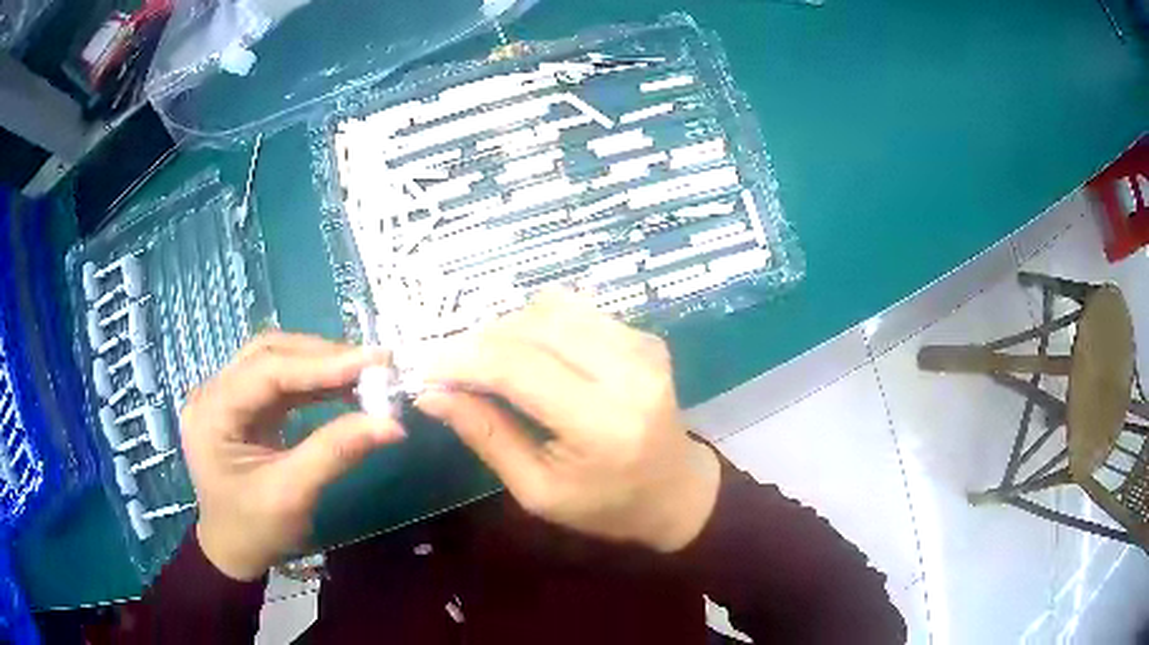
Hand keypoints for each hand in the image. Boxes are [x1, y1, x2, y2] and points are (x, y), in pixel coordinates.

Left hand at [181, 332, 404, 580]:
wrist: (234, 551)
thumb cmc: (255, 530)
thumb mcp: (292, 495)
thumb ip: (336, 453)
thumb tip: (392, 424)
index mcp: (211, 413)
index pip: (266, 371)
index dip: (320, 364)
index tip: (374, 363)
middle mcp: (212, 392)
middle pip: (269, 353)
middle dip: (322, 357)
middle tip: (373, 365)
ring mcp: (226, 396)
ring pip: (275, 360)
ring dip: (320, 363)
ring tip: (364, 372)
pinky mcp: (242, 405)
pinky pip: (279, 380)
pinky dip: (314, 381)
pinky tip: (342, 386)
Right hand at [416, 291, 719, 552]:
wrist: (677, 492)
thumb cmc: (606, 506)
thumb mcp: (538, 491)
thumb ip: (486, 435)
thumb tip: (431, 394)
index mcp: (604, 424)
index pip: (518, 367)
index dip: (461, 360)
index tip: (425, 370)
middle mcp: (629, 372)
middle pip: (532, 326)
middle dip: (479, 341)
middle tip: (452, 371)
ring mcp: (643, 346)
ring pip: (551, 308)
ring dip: (507, 330)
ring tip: (489, 366)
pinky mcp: (644, 336)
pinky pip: (575, 311)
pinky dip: (539, 326)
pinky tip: (532, 358)